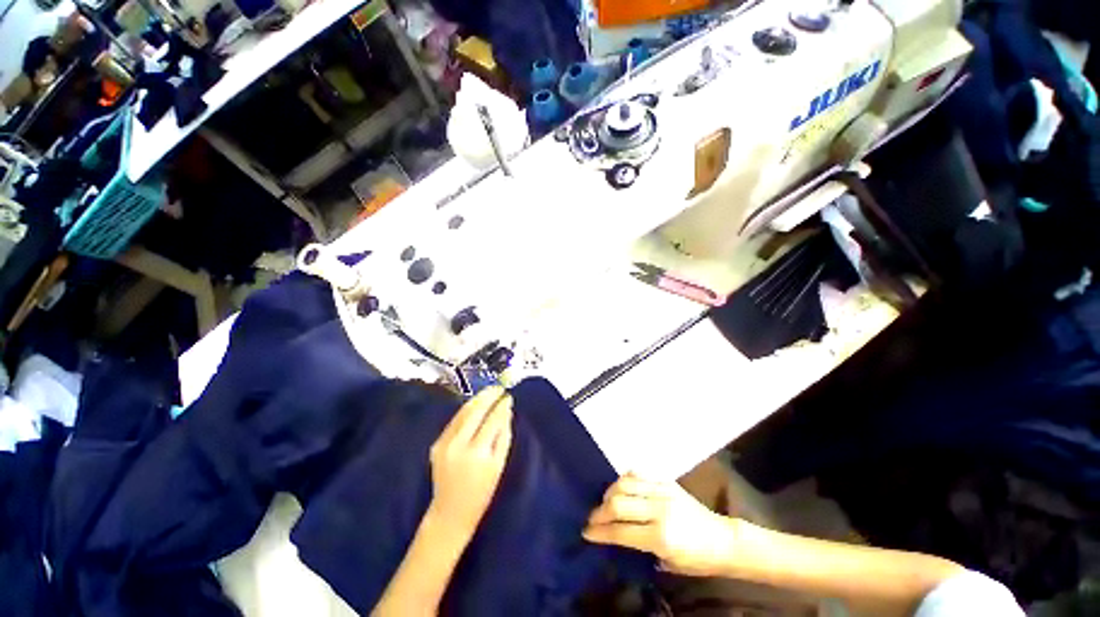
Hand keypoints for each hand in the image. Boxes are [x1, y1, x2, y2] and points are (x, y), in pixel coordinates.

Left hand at [428, 386, 513, 537]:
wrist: (450, 512)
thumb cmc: (482, 491)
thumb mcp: (498, 465)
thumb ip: (503, 436)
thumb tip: (506, 411)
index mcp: (477, 453)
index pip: (492, 420)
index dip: (501, 406)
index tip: (508, 396)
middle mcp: (458, 445)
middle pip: (475, 411)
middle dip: (488, 396)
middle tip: (499, 388)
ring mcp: (444, 443)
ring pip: (462, 413)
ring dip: (477, 399)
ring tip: (489, 392)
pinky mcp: (437, 443)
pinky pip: (454, 421)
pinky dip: (466, 410)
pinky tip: (475, 404)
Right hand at [583, 474, 738, 576]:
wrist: (723, 540)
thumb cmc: (696, 559)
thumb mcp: (667, 562)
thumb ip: (640, 546)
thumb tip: (615, 534)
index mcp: (661, 536)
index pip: (621, 531)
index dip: (600, 532)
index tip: (586, 532)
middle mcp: (659, 509)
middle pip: (618, 502)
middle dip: (600, 511)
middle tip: (592, 519)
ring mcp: (662, 490)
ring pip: (625, 483)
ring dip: (609, 493)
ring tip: (605, 503)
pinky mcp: (666, 481)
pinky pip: (638, 474)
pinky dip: (624, 480)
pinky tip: (620, 488)